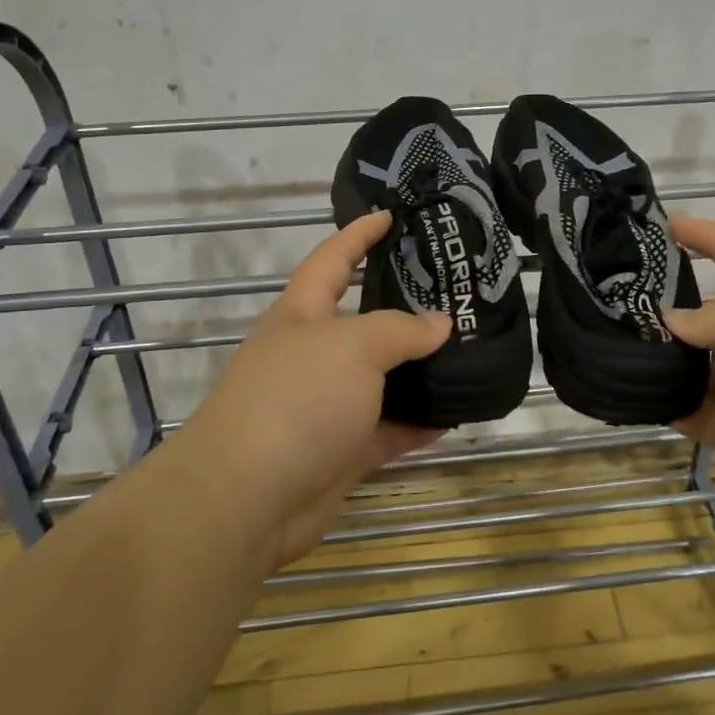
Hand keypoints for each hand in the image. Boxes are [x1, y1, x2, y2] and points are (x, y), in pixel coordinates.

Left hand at [175, 212, 451, 567]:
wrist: (247, 500)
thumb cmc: (296, 400)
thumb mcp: (353, 348)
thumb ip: (400, 330)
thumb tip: (440, 323)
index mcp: (303, 314)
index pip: (333, 259)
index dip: (360, 234)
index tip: (392, 215)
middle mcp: (314, 354)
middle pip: (365, 320)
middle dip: (405, 304)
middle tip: (455, 290)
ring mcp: (327, 404)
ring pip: (383, 378)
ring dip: (419, 370)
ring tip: (468, 350)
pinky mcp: (342, 451)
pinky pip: (389, 429)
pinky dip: (418, 424)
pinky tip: (454, 417)